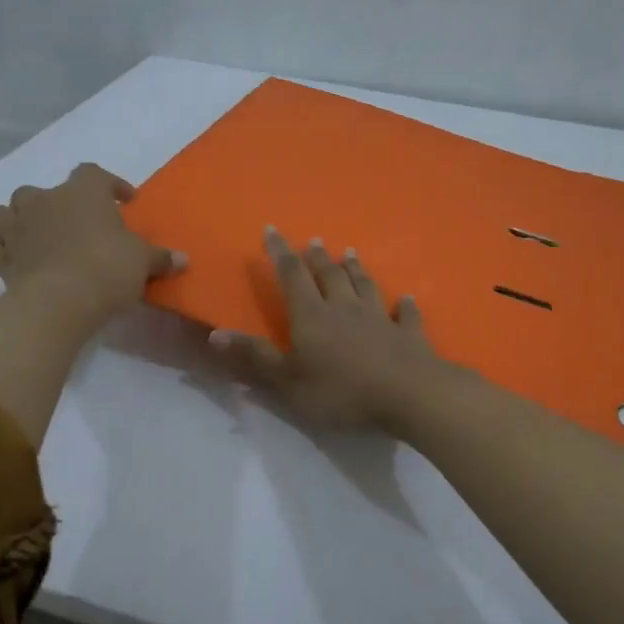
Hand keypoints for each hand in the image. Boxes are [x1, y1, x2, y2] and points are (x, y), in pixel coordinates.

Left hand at [0, 163, 183, 330]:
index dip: (110, 184)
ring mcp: (18, 228)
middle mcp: (45, 201)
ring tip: (38, 235)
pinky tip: (21, 260)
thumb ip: (160, 258)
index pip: (94, 174)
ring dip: (20, 220)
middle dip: (57, 203)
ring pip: (7, 212)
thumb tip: (183, 260)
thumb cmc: (107, 269)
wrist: (59, 302)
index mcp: (83, 192)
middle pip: (43, 190)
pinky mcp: (2, 258)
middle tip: (76, 223)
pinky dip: (7, 250)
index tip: (124, 201)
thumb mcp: (143, 262)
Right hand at [209, 229, 444, 429]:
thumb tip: (215, 332)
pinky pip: (404, 314)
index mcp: (312, 315)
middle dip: (317, 257)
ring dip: (356, 269)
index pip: (292, 276)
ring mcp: (379, 317)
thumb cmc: (341, 391)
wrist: (407, 393)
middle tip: (312, 240)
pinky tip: (406, 299)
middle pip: (329, 274)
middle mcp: (345, 307)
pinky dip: (403, 305)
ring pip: (364, 285)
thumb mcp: (288, 380)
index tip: (272, 230)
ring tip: (350, 253)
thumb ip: (255, 356)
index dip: (280, 253)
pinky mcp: (407, 333)